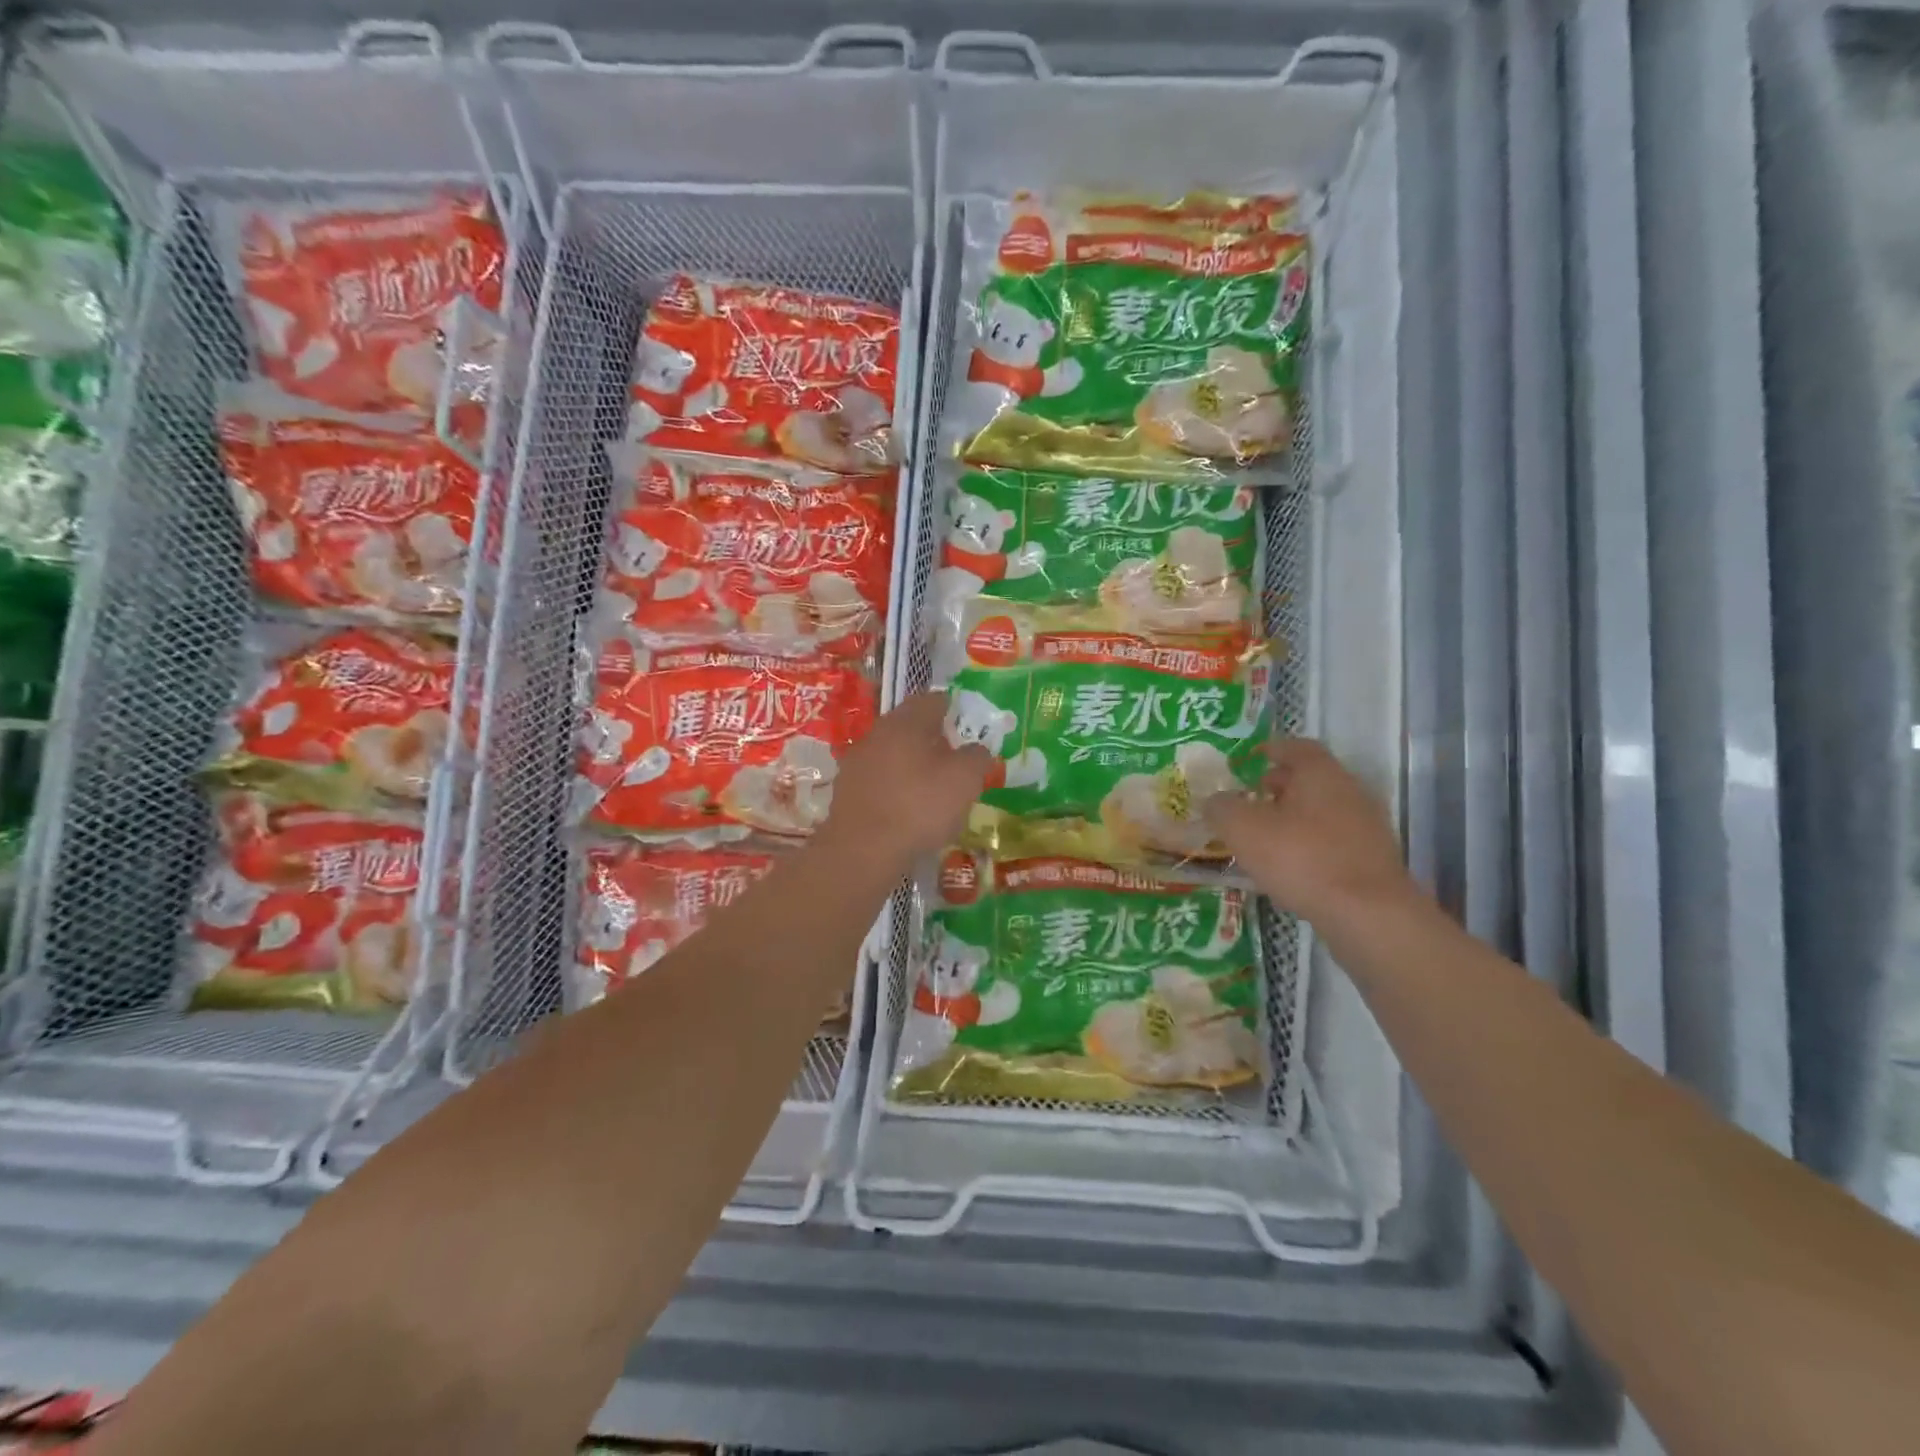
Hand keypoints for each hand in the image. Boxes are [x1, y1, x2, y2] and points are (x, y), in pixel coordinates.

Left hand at [823, 692, 993, 863]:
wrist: (861, 851)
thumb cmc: (918, 807)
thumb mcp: (964, 781)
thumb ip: (976, 757)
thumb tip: (978, 749)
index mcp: (905, 722)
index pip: (932, 700)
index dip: (953, 708)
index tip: (967, 723)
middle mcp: (876, 734)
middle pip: (909, 726)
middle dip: (932, 737)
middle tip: (954, 756)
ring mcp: (856, 762)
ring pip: (892, 752)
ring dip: (912, 762)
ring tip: (933, 785)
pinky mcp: (846, 791)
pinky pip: (879, 778)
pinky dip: (895, 785)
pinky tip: (907, 807)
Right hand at [1205, 738, 1414, 925]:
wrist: (1367, 913)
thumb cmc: (1300, 857)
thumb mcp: (1242, 829)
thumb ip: (1222, 808)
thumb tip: (1214, 801)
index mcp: (1320, 773)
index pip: (1297, 747)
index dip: (1272, 749)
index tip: (1252, 758)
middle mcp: (1349, 791)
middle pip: (1311, 779)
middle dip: (1280, 785)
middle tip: (1251, 798)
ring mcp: (1367, 827)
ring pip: (1323, 811)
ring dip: (1295, 817)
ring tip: (1265, 836)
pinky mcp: (1373, 860)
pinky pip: (1334, 841)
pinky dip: (1311, 845)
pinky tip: (1291, 866)